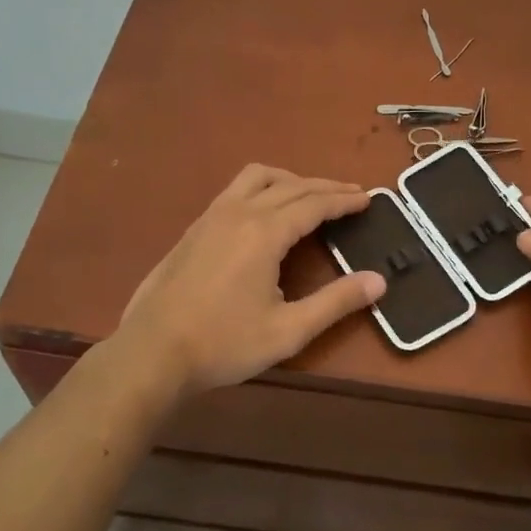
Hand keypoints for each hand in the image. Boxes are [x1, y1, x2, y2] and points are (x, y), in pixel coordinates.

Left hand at [116, 165, 385, 397]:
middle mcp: (240, 212)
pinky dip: (262, 188)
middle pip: (291, 186)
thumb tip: (379, 281)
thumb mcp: (288, 330)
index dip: (344, 200)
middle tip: (352, 194)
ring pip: (257, 177)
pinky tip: (264, 212)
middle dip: (325, 187)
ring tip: (309, 194)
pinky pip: (235, 189)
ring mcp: (212, 216)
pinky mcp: (194, 227)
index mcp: (265, 232)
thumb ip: (336, 303)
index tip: (368, 198)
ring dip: (290, 179)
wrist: (152, 352)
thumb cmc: (223, 344)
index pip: (314, 204)